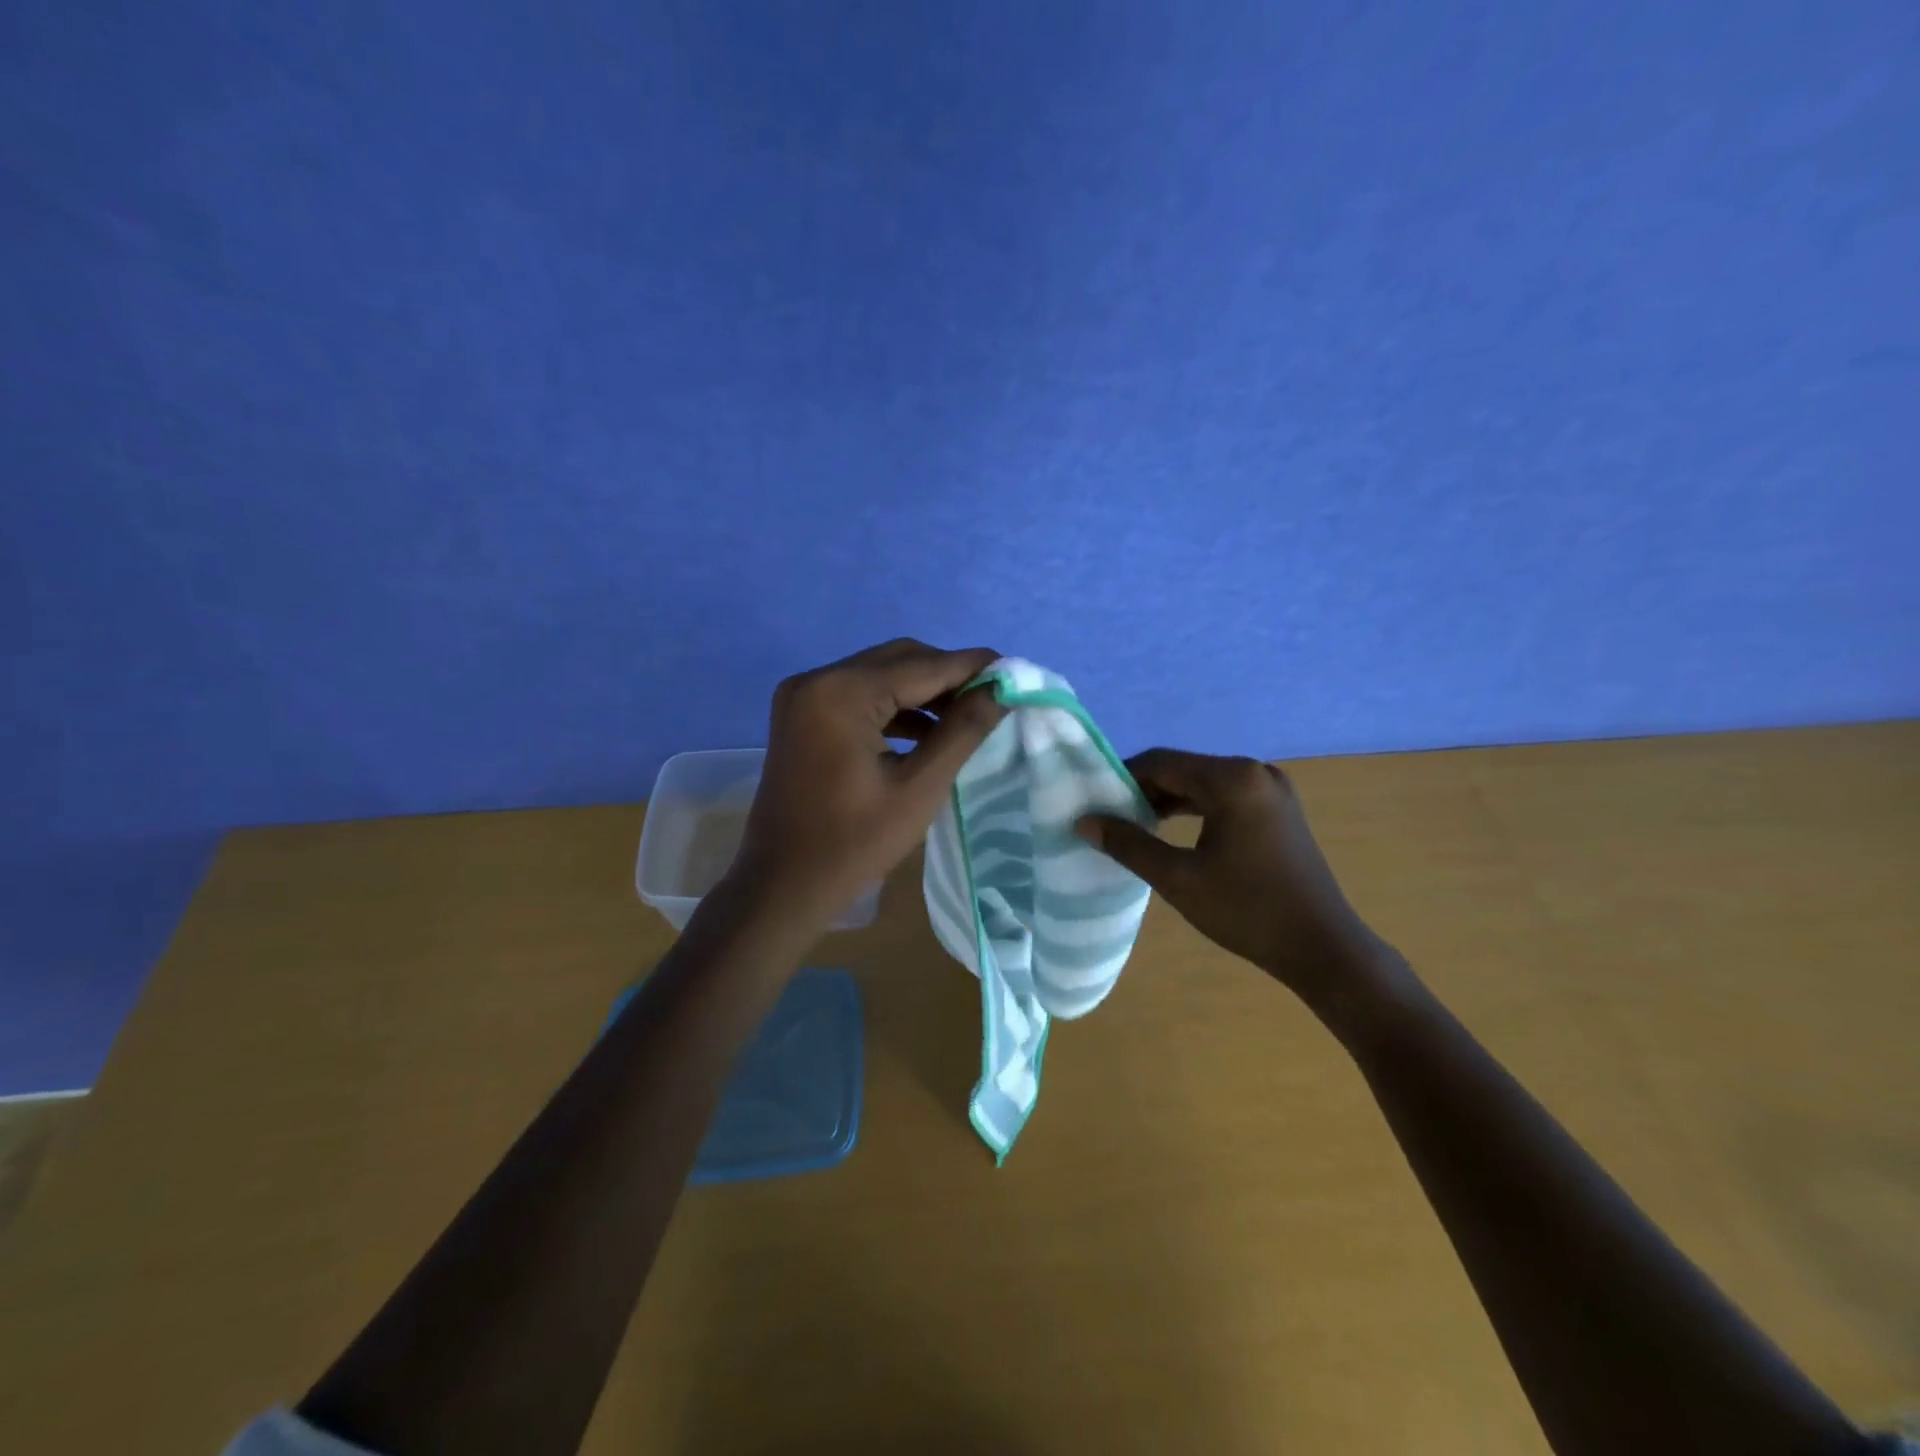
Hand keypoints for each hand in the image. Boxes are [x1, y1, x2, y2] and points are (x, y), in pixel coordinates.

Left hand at [725, 639, 1007, 932]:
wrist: (782, 886)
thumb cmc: (853, 844)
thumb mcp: (919, 788)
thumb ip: (963, 730)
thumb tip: (1001, 689)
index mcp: (841, 692)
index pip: (923, 665)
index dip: (973, 667)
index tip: (1016, 673)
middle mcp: (817, 679)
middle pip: (899, 659)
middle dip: (948, 677)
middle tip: (993, 699)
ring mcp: (804, 696)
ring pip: (880, 675)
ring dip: (923, 693)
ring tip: (966, 718)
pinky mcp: (802, 715)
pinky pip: (859, 696)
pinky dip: (894, 707)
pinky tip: (927, 733)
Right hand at [1076, 749, 1390, 1004]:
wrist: (1322, 948)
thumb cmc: (1247, 910)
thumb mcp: (1178, 878)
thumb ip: (1128, 844)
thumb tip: (1085, 821)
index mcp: (1232, 779)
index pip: (1161, 762)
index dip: (1122, 779)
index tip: (1095, 804)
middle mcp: (1255, 771)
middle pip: (1183, 769)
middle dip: (1144, 791)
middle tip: (1112, 820)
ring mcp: (1271, 789)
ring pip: (1203, 783)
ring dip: (1168, 800)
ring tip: (1136, 827)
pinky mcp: (1279, 809)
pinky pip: (1224, 796)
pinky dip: (1195, 809)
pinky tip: (1174, 832)